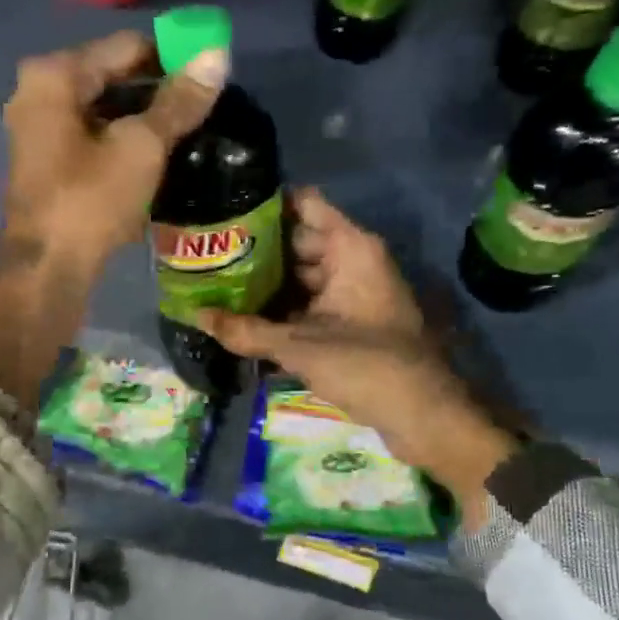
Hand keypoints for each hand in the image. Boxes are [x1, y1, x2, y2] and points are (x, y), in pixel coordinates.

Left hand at [0, 30, 224, 274]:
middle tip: (204, 109)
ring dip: (144, 120)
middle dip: (159, 91)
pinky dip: (124, 142)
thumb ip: (179, 101)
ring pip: (105, 110)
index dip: (173, 57)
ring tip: (188, 134)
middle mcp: (40, 92)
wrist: (47, 269)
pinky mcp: (48, 162)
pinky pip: (95, 137)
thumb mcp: (142, 147)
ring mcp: (40, 129)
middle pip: (114, 77)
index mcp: (55, 75)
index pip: (128, 47)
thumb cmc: (91, 200)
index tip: (210, 77)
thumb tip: (218, 54)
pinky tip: (157, 158)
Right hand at [198, 188, 517, 527]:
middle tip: (207, 254)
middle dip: (255, 249)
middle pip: (297, 241)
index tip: (223, 210)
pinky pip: (310, 303)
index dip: (265, 204)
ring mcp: (352, 292)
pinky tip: (244, 317)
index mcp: (350, 248)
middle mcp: (352, 261)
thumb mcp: (300, 347)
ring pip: (301, 276)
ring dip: (266, 283)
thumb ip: (247, 331)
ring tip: (215, 284)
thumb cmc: (367, 365)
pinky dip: (283, 309)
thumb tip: (196, 316)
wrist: (423, 415)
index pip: (304, 204)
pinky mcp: (351, 321)